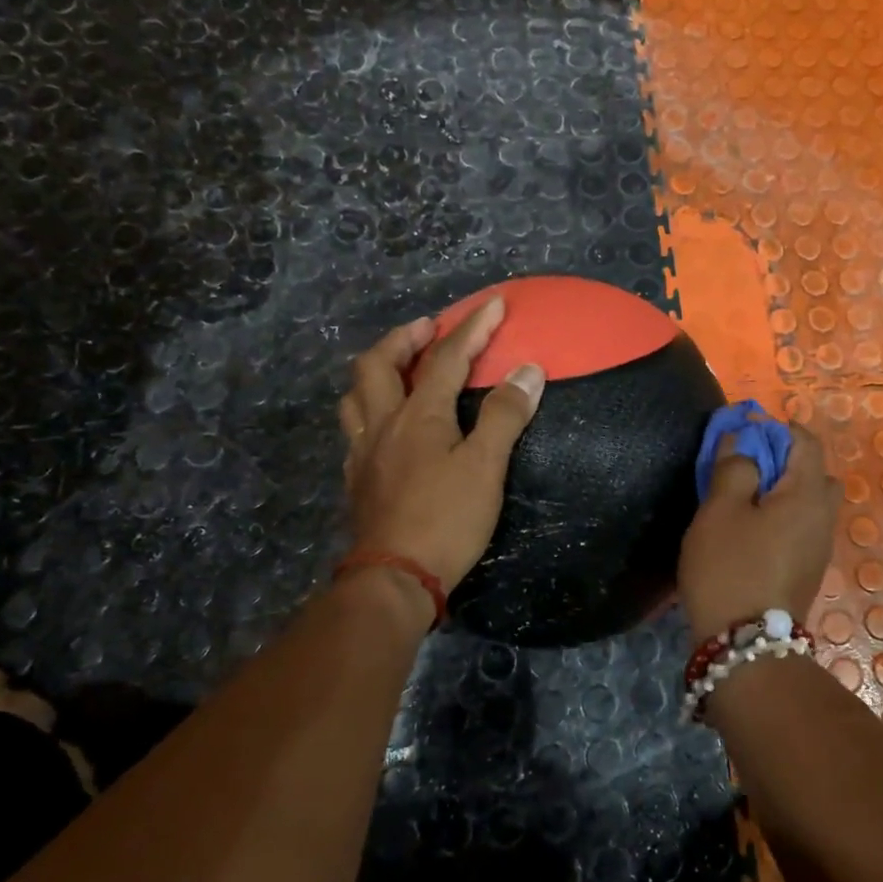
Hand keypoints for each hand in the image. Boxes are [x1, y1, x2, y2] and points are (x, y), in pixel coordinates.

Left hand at [338, 299, 545, 592]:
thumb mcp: (486, 467)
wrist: (395, 578)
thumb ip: (505, 416)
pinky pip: (354, 428)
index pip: (446, 358)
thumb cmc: (446, 519)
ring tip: (400, 369)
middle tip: (428, 328)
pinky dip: (369, 410)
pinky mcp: (357, 480)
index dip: (472, 328)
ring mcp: (363, 452)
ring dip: (377, 371)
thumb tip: (528, 370)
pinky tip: (386, 425)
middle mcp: (382, 424)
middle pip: (378, 364)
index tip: (494, 303)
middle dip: (403, 338)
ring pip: (355, 395)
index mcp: (417, 415)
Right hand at [678, 423, 841, 639]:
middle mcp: (823, 518)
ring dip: (784, 491)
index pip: (806, 443)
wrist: (745, 645)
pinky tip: (752, 531)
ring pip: (810, 503)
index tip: (746, 429)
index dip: (778, 428)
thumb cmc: (730, 568)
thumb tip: (742, 441)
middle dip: (786, 460)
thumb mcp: (719, 510)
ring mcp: (820, 548)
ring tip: (745, 500)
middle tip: (748, 467)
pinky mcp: (808, 571)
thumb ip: (733, 467)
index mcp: (807, 495)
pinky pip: (803, 527)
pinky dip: (784, 516)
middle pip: (815, 473)